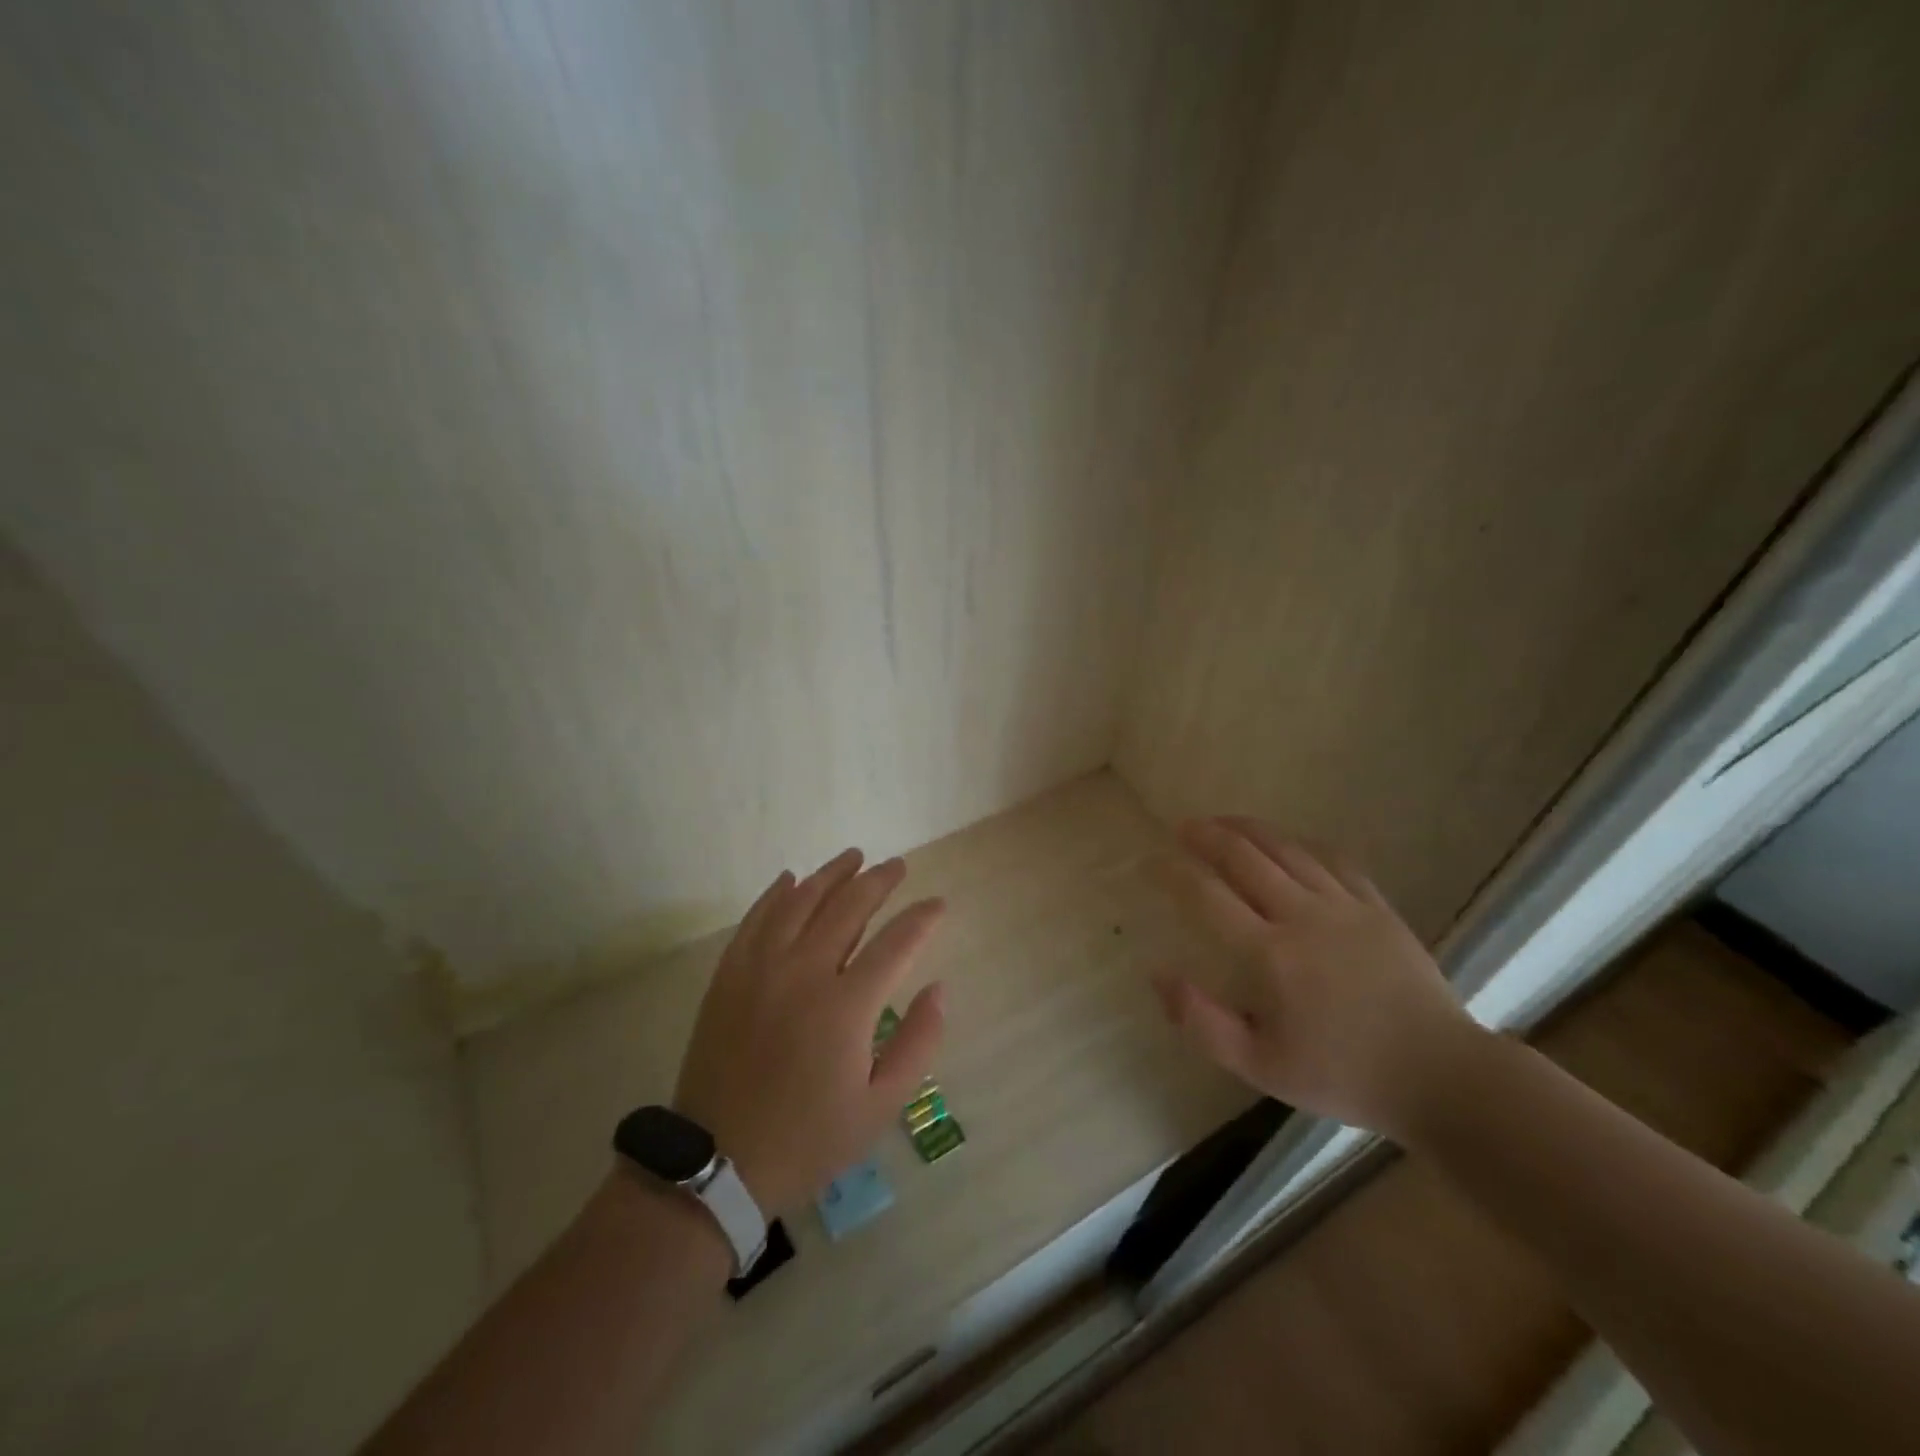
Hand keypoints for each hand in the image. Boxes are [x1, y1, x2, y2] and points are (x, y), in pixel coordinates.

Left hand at [672, 849, 946, 1215]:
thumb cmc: (809, 1138)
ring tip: (853, 857)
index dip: (922, 918)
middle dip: (878, 881)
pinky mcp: (729, 975)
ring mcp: (761, 969)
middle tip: (897, 866)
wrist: (718, 1162)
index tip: (939, 904)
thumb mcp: (880, 1106)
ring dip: (831, 875)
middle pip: (848, 907)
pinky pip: (756, 919)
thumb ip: (918, 1043)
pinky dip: (776, 894)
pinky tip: (790, 879)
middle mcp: (804, 972)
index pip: (896, 943)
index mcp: (846, 1006)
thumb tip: (939, 988)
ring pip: (801, 902)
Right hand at [1153, 817, 1486, 1141]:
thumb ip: (1202, 1022)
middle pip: (1246, 859)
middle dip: (1208, 836)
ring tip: (1223, 821)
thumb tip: (1158, 976)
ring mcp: (1344, 907)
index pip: (1209, 897)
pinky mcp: (1377, 907)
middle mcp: (1303, 917)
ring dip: (1249, 830)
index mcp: (1271, 955)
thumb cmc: (1342, 1075)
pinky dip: (1302, 843)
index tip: (1153, 861)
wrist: (1440, 1076)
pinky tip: (1288, 840)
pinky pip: (1333, 860)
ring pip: (1287, 850)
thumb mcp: (1260, 1066)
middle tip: (1183, 826)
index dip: (1175, 874)